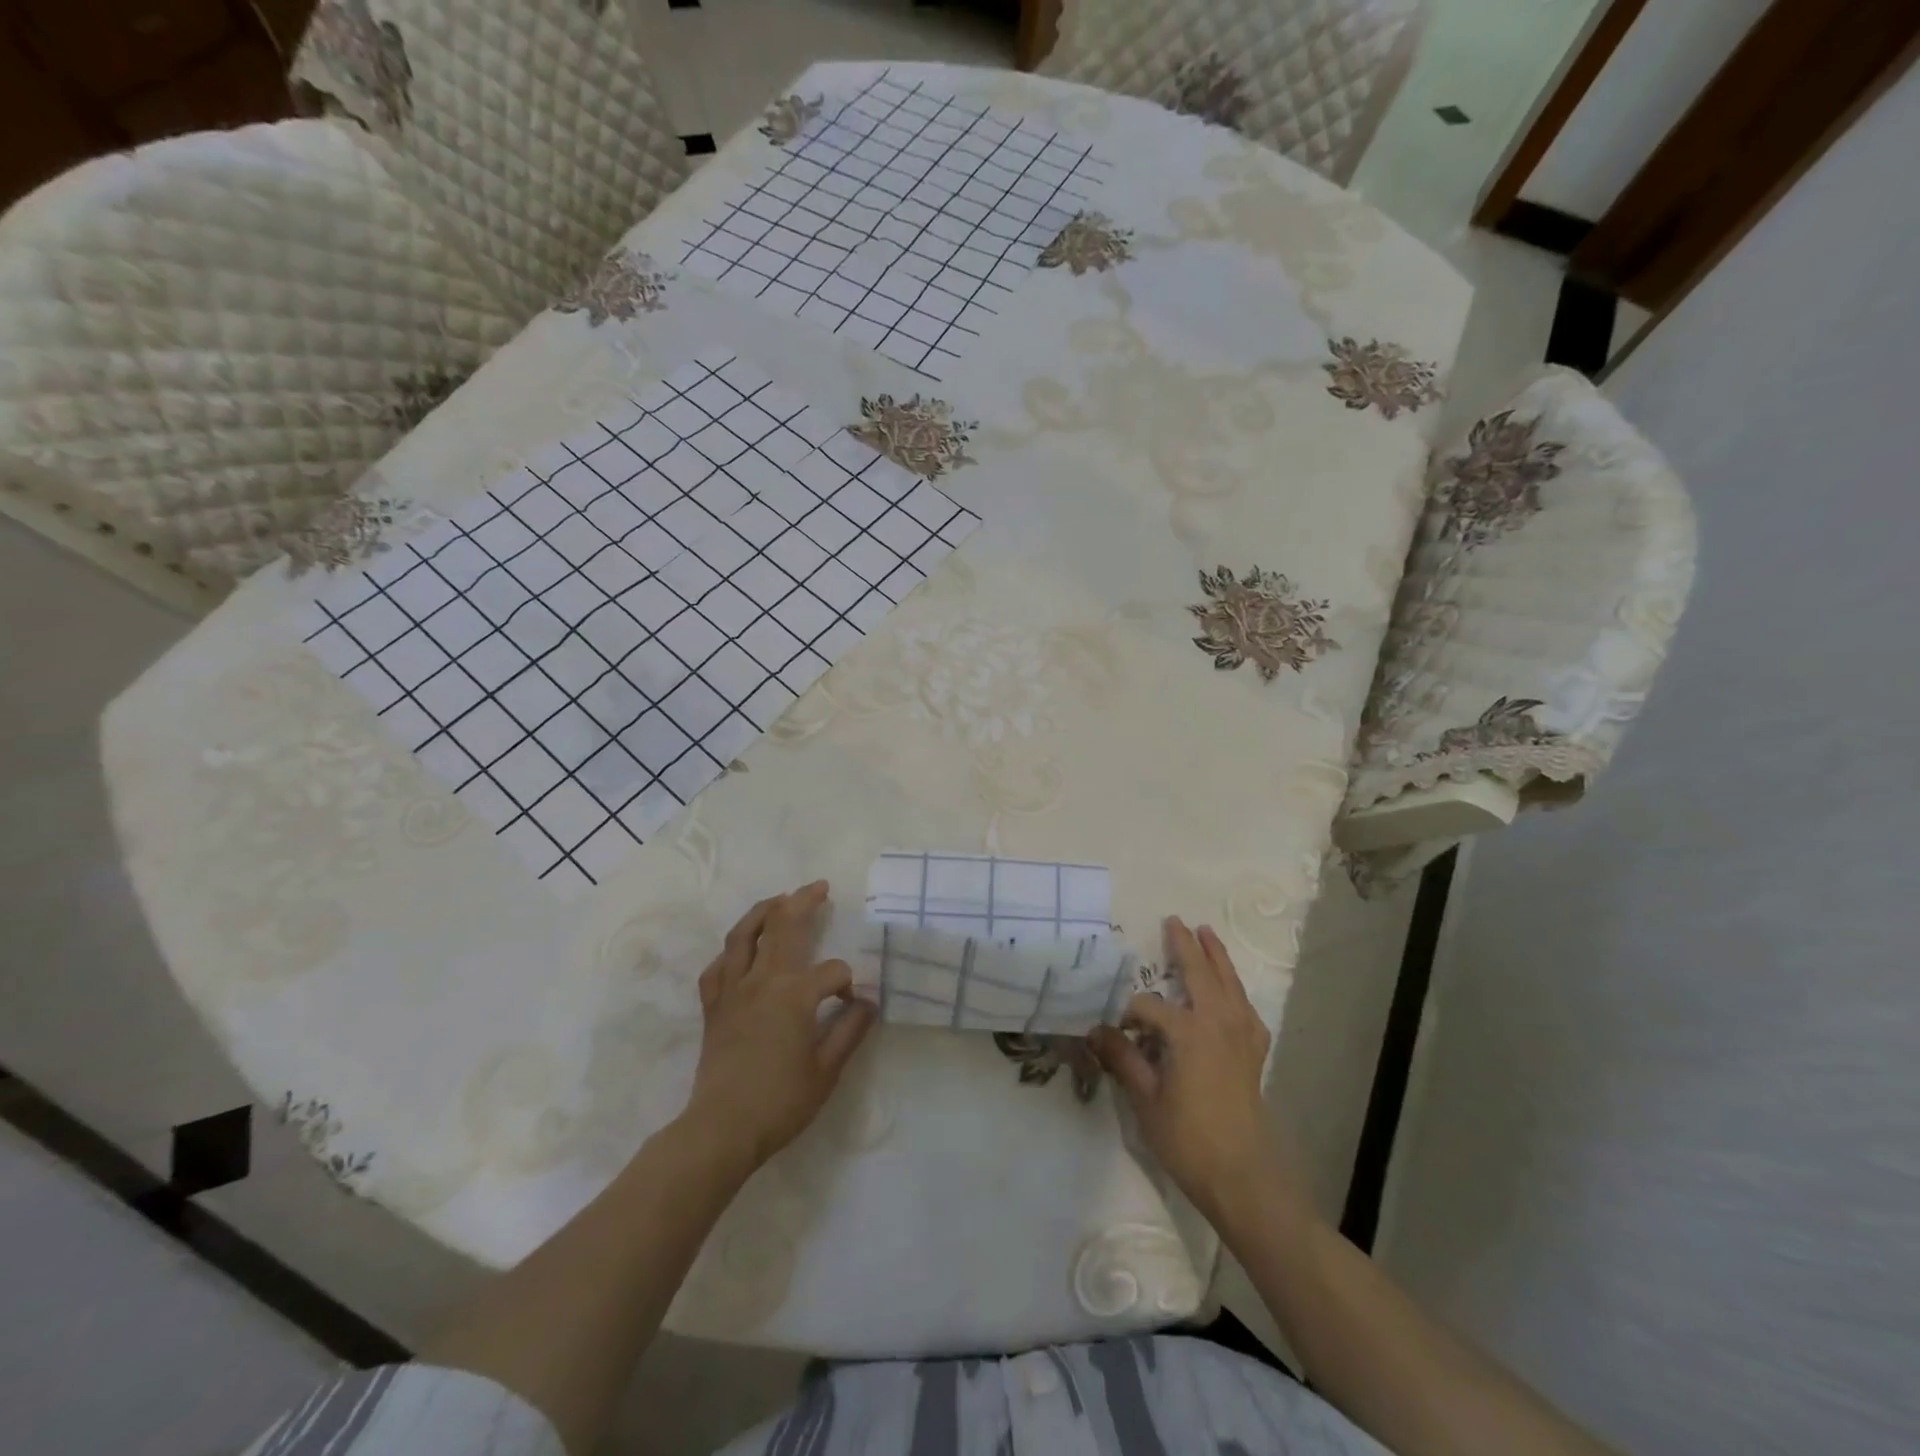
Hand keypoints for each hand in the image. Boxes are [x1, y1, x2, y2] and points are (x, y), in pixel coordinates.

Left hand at [682, 882, 876, 1170]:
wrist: (721, 1129)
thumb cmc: (780, 1102)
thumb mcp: (827, 1070)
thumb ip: (850, 1030)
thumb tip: (868, 1002)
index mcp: (794, 995)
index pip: (832, 971)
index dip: (848, 982)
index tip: (852, 1004)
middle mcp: (762, 981)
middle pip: (783, 927)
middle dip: (803, 902)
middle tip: (818, 886)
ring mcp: (733, 991)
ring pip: (743, 935)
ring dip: (763, 911)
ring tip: (779, 898)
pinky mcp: (713, 1007)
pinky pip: (718, 968)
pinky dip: (730, 953)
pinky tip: (739, 952)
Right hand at [1090, 918, 1300, 1226]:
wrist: (1243, 1176)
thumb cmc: (1189, 1138)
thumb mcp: (1145, 1099)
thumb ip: (1122, 1059)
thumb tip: (1095, 1030)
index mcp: (1187, 1031)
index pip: (1148, 1007)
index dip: (1127, 1014)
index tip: (1113, 1031)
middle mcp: (1217, 1022)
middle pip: (1199, 974)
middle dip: (1185, 946)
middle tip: (1175, 921)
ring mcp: (1241, 1034)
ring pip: (1228, 983)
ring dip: (1216, 957)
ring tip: (1207, 933)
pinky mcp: (1254, 1051)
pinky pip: (1246, 1007)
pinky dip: (1236, 990)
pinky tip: (1231, 993)